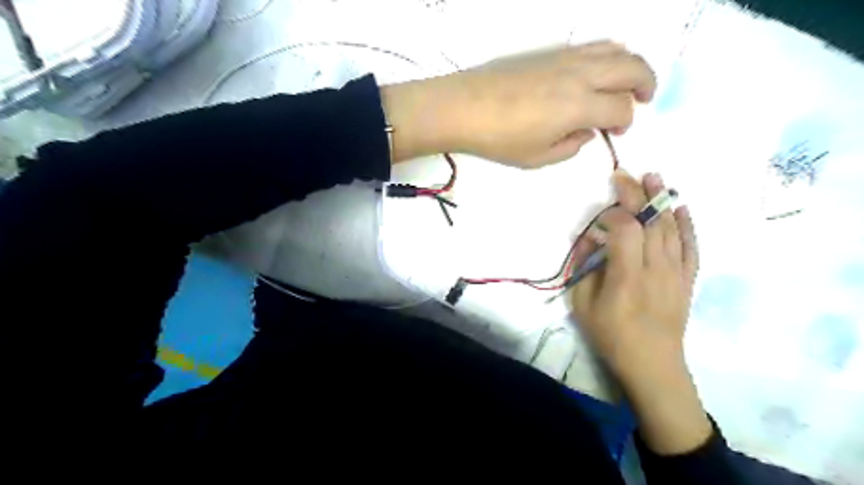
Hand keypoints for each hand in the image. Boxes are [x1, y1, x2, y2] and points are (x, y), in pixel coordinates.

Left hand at [380, 42, 654, 166]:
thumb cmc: (499, 139)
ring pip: (614, 49)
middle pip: (632, 68)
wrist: (464, 107)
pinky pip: (590, 46)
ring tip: (625, 82)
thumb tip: (586, 131)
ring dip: (629, 65)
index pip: (621, 108)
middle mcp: (580, 74)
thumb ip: (570, 146)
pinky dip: (606, 56)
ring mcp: (564, 57)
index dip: (626, 122)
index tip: (616, 132)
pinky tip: (595, 72)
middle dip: (646, 84)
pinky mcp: (548, 51)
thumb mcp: (538, 157)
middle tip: (644, 99)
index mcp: (580, 105)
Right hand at [573, 171, 693, 374]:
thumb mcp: (583, 305)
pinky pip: (691, 246)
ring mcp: (676, 272)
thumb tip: (590, 242)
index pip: (625, 230)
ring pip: (671, 228)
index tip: (600, 216)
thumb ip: (584, 269)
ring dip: (662, 200)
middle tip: (626, 174)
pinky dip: (687, 225)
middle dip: (636, 194)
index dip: (612, 214)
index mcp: (627, 276)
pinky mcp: (687, 279)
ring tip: (654, 177)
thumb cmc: (611, 335)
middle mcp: (656, 268)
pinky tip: (681, 207)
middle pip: (650, 222)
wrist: (652, 363)